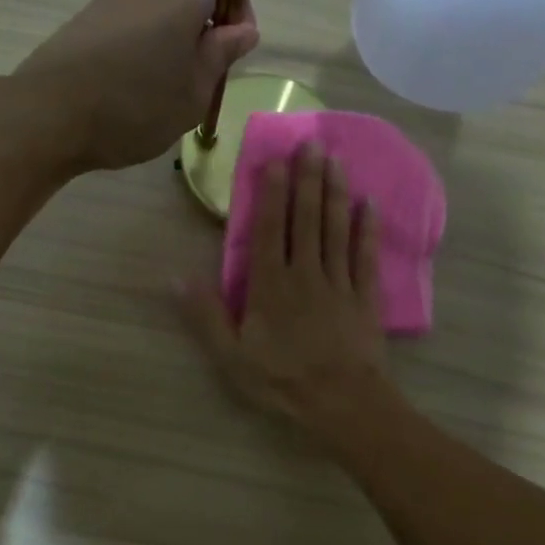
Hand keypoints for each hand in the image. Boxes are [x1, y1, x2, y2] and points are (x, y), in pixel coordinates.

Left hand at [14, 0, 258, 171]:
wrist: (49, 115)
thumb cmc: (135, 107)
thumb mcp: (193, 93)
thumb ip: (221, 55)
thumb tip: (243, 29)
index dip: (237, 6)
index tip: (234, 47)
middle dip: (203, 28)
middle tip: (201, 79)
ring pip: (158, 9)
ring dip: (170, 39)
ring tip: (163, 89)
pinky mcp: (85, 15)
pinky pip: (129, 22)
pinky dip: (141, 45)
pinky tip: (131, 86)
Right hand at [179, 144, 390, 434]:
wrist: (341, 402)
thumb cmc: (281, 380)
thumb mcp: (230, 355)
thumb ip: (205, 314)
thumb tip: (175, 276)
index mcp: (269, 285)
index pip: (268, 229)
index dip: (271, 192)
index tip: (276, 159)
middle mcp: (304, 273)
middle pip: (305, 218)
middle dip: (307, 179)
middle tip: (311, 142)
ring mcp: (338, 282)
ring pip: (336, 229)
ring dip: (335, 192)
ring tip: (336, 159)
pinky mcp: (365, 297)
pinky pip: (365, 256)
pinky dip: (367, 230)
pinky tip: (368, 205)